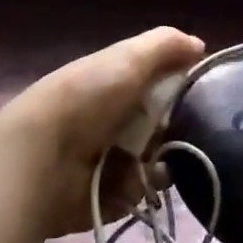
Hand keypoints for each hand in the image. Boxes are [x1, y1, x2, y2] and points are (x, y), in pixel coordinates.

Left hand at [0, 27, 205, 236]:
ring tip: (158, 161)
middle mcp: (114, 119)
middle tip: (183, 132)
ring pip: (157, 159)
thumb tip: (201, 46)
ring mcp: (110, 160)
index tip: (202, 95)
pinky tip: (141, 181)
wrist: (40, 157)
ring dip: (164, 160)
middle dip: (177, 129)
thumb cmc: (87, 98)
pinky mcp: (107, 196)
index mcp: (116, 85)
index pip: (162, 84)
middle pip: (164, 125)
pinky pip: (141, 192)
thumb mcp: (128, 57)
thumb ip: (166, 45)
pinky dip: (144, 188)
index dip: (183, 88)